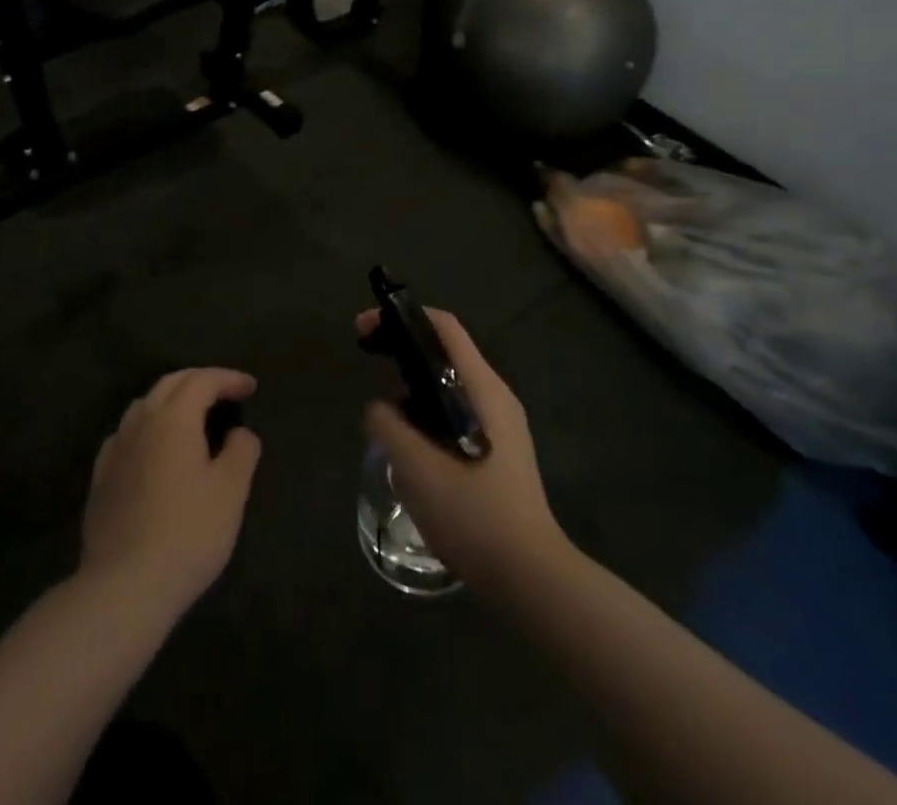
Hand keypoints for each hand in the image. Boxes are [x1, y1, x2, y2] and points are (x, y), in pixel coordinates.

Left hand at [80, 368, 261, 619]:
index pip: (203, 380)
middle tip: (225, 392)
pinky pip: (126, 434)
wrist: (123, 587)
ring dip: (171, 400)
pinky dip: (147, 427)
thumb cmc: (188, 533)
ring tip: (192, 416)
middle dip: (200, 380)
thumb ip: (241, 451)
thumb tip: (239, 432)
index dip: (229, 379)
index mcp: (174, 417)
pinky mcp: (100, 478)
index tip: (251, 387)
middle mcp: (141, 422)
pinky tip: (153, 448)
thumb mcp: (231, 491)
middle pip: (171, 384)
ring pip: (145, 405)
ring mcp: (115, 449)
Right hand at [359, 309, 567, 594]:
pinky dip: (428, 415)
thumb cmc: (474, 515)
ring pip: (449, 387)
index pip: (444, 327)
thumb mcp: (417, 468)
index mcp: (482, 388)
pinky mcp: (499, 451)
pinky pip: (456, 414)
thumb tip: (380, 409)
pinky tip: (412, 449)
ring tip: (385, 419)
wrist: (531, 578)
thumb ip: (389, 426)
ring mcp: (502, 425)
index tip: (365, 328)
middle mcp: (496, 396)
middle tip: (368, 365)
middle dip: (403, 351)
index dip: (402, 317)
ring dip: (414, 390)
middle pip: (445, 353)